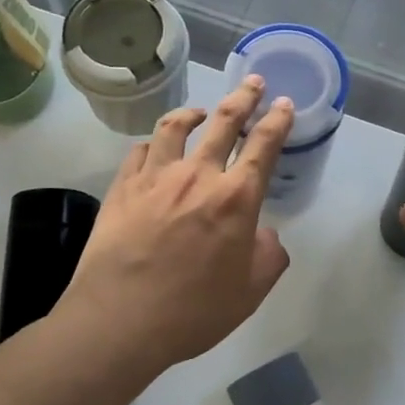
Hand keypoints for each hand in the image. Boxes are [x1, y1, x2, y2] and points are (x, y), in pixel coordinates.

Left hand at [60, 77, 294, 374]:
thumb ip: (268, 256)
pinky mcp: (122, 188)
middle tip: (252, 83)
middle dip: (242, 99)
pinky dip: (153, 144)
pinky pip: (139, 152)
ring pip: (175, 128)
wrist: (120, 321)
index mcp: (235, 199)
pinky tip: (154, 148)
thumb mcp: (250, 292)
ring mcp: (155, 178)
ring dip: (193, 113)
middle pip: (223, 123)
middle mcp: (197, 176)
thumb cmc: (194, 311)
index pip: (263, 146)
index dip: (277, 121)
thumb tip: (264, 234)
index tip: (283, 103)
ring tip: (200, 111)